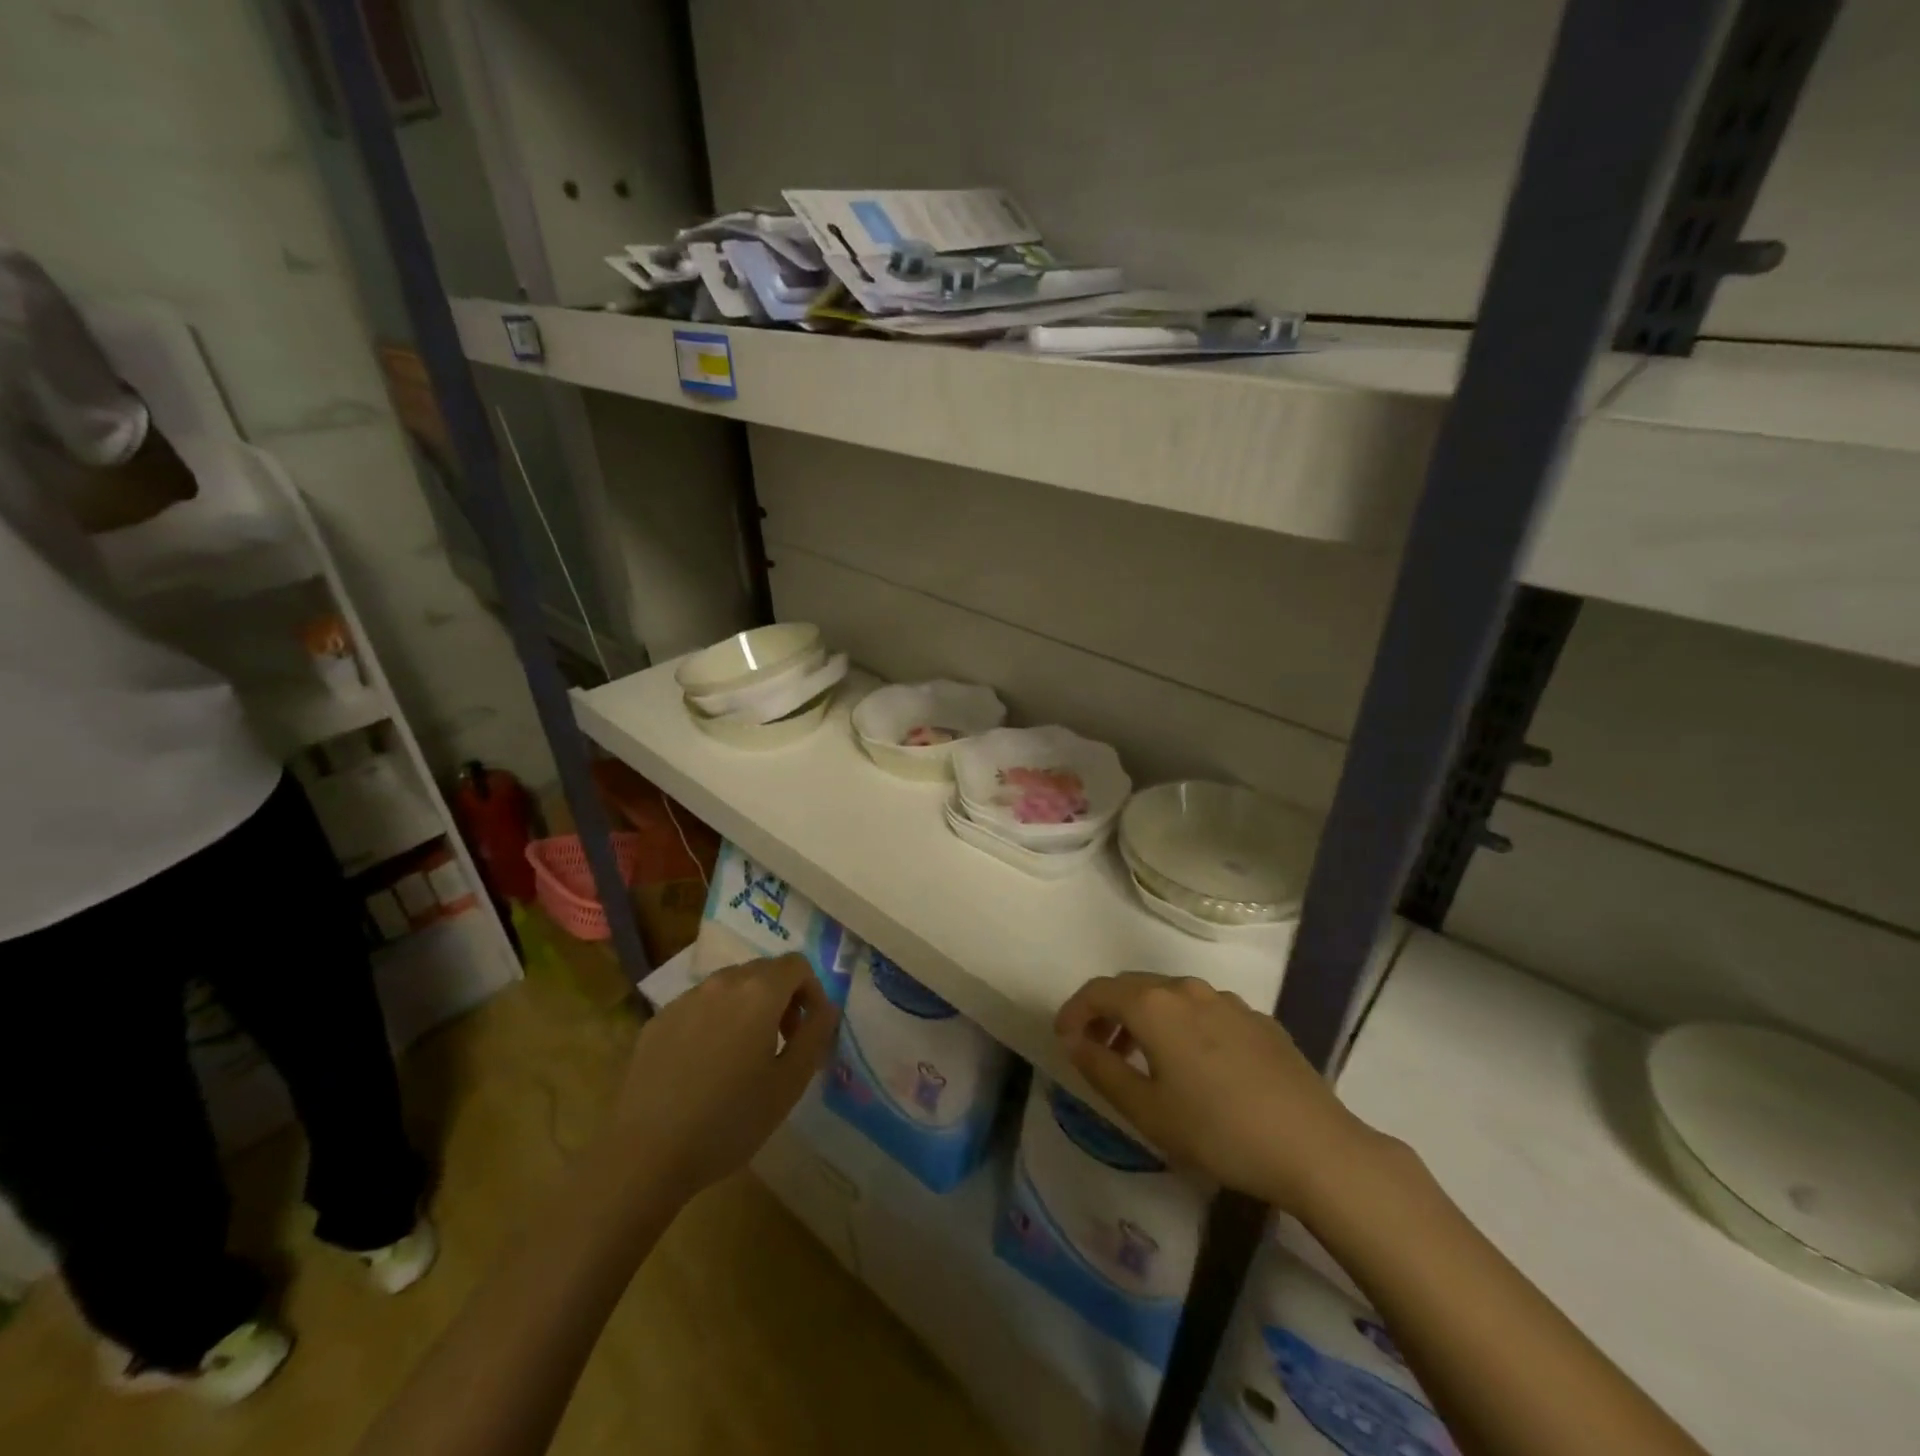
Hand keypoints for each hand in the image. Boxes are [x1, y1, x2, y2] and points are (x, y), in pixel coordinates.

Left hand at [612, 954, 838, 1197]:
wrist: (645, 1155)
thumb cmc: (730, 1121)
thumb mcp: (789, 1083)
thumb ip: (816, 1035)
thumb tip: (826, 1007)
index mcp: (758, 992)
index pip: (797, 965)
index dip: (811, 992)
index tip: (808, 1030)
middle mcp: (721, 983)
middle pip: (763, 971)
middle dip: (781, 998)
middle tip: (782, 1043)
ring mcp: (684, 999)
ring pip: (729, 987)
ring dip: (748, 1008)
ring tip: (743, 1055)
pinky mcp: (658, 1020)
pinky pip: (699, 1006)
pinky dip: (714, 1021)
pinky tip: (705, 1067)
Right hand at [1055, 972, 1381, 1212]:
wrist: (1314, 1146)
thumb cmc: (1218, 1131)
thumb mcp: (1147, 1110)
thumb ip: (1102, 1069)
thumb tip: (1074, 1041)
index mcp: (1154, 1005)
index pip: (1098, 991)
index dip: (1074, 1011)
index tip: (1064, 1039)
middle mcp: (1187, 989)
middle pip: (1133, 987)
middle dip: (1107, 1012)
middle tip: (1096, 1048)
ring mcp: (1227, 1000)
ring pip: (1170, 996)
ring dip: (1144, 1018)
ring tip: (1141, 1059)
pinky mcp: (1257, 1018)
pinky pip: (1204, 1010)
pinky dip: (1181, 1025)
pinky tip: (1194, 1066)